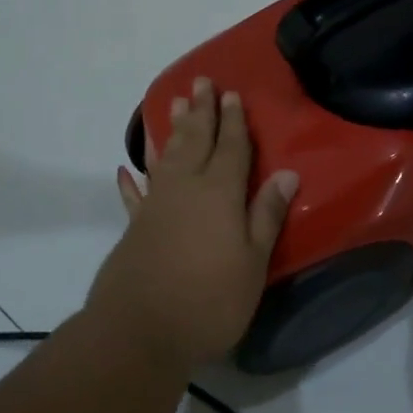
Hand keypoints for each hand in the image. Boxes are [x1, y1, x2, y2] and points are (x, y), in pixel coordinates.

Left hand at [88, 78, 298, 368]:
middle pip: (195, 141)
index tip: (232, 94)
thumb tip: (287, 174)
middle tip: (201, 81)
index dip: (234, 121)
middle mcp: (185, 188)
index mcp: (219, 193)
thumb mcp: (253, 262)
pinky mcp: (135, 227)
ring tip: (173, 103)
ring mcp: (156, 206)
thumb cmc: (210, 299)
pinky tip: (126, 169)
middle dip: (201, 111)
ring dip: (171, 130)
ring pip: (165, 157)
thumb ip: (266, 215)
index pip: (231, 148)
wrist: (140, 331)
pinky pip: (136, 194)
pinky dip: (132, 181)